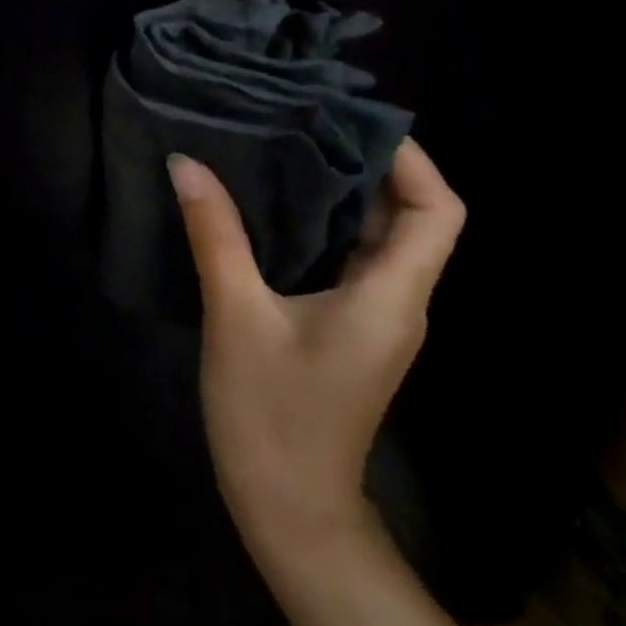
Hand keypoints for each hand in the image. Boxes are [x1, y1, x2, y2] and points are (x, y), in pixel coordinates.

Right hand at [169, 139, 464, 554]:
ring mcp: (374, 315)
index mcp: (391, 295)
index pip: (439, 212)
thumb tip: (186, 163)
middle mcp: (397, 299)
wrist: (288, 508)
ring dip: (343, 189)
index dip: (413, 160)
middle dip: (368, 162)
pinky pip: (349, 256)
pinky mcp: (347, 325)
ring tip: (287, 143)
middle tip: (307, 117)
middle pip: (411, 216)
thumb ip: (216, 235)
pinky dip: (323, 220)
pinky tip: (273, 201)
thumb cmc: (272, 414)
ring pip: (377, 235)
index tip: (354, 119)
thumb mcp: (237, 316)